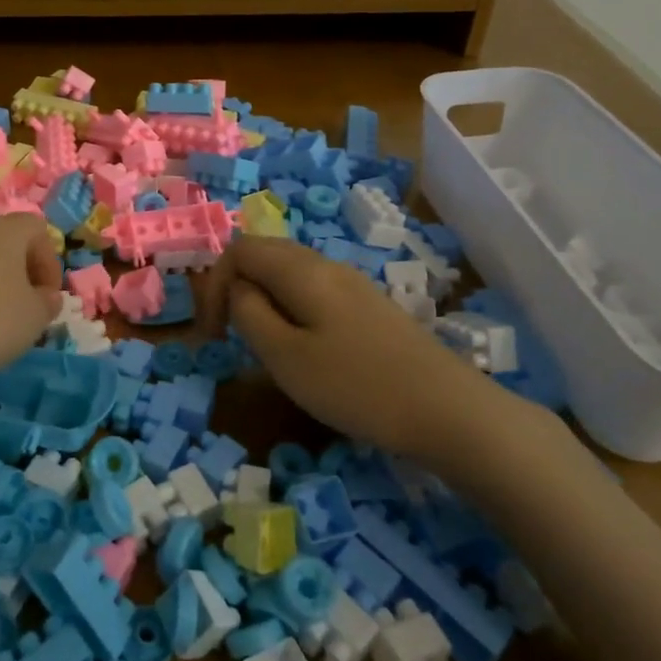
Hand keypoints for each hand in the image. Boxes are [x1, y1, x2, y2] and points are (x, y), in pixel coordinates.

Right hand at [215, 235, 528, 474]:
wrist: (449, 411)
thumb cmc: (356, 385)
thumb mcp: (285, 356)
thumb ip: (249, 314)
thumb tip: (237, 290)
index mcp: (300, 269)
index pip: (239, 249)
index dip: (213, 284)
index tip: (212, 334)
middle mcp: (326, 265)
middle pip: (265, 255)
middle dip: (236, 290)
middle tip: (230, 337)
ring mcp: (353, 285)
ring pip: (290, 275)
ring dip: (264, 301)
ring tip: (264, 347)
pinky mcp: (370, 308)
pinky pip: (314, 293)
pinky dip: (292, 311)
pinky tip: (304, 350)